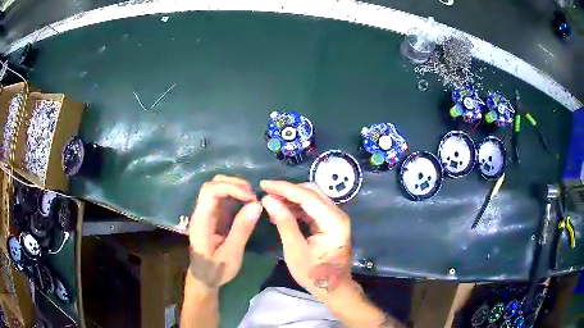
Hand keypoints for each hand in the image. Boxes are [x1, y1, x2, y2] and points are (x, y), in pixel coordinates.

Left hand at [188, 175, 262, 292]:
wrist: (204, 279)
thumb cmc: (215, 270)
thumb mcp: (231, 254)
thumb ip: (242, 229)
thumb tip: (257, 205)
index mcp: (201, 220)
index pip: (210, 191)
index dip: (231, 188)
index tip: (251, 198)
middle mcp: (201, 212)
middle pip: (212, 184)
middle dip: (234, 184)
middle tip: (253, 197)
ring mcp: (207, 213)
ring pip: (217, 188)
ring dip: (236, 188)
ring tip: (253, 199)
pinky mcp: (214, 217)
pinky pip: (223, 199)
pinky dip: (236, 196)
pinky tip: (247, 203)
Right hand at [260, 180, 352, 297]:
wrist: (334, 288)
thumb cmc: (314, 274)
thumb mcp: (295, 250)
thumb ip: (284, 222)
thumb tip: (268, 200)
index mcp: (333, 221)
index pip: (307, 196)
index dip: (284, 188)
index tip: (264, 184)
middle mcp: (338, 214)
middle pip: (312, 192)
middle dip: (288, 191)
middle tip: (266, 194)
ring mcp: (335, 217)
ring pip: (312, 198)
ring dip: (291, 198)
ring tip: (270, 203)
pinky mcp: (330, 222)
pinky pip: (312, 208)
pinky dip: (297, 208)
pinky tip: (282, 212)